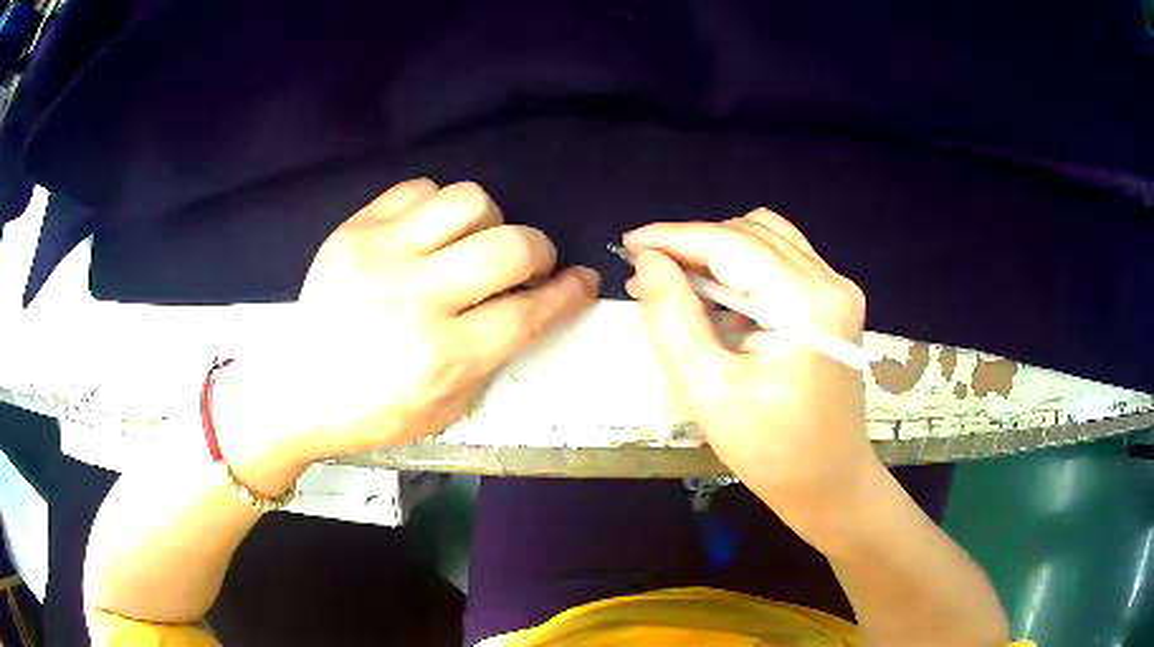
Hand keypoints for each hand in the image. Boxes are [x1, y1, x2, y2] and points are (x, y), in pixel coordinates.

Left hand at [215, 180, 600, 474]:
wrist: (298, 390)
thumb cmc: (375, 412)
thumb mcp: (447, 407)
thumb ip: (494, 354)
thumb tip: (533, 303)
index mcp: (441, 356)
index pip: (530, 311)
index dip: (569, 292)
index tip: (582, 281)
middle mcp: (414, 297)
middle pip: (510, 246)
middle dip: (540, 251)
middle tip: (530, 265)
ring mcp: (379, 255)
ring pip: (468, 200)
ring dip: (490, 221)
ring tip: (475, 243)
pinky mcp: (352, 230)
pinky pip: (417, 189)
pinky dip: (438, 206)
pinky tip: (431, 233)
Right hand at [623, 210, 877, 530]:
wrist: (830, 483)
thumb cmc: (770, 451)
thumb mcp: (708, 391)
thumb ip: (673, 318)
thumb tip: (650, 262)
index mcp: (806, 305)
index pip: (731, 245)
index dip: (674, 237)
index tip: (628, 245)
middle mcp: (831, 282)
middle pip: (751, 233)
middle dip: (694, 244)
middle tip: (650, 275)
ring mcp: (840, 289)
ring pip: (768, 238)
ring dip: (719, 251)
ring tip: (681, 285)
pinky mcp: (837, 301)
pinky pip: (784, 260)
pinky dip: (745, 267)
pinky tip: (722, 299)